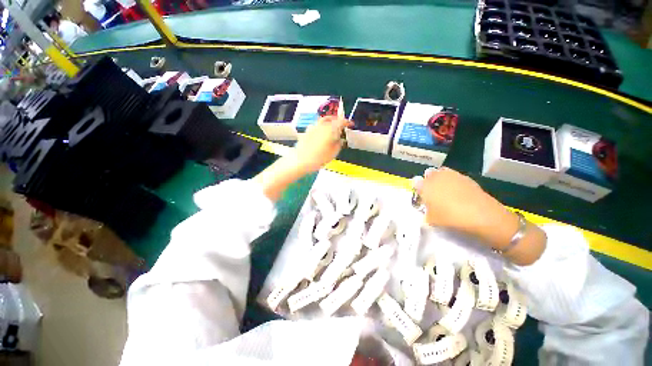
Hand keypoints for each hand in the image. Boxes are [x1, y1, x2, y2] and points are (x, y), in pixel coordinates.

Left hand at [254, 116, 349, 201]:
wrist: (300, 161)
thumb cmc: (318, 158)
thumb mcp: (333, 153)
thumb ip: (338, 144)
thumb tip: (340, 139)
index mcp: (330, 129)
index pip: (340, 121)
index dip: (347, 122)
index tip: (351, 124)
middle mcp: (321, 125)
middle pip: (331, 118)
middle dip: (337, 120)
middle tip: (342, 125)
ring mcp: (312, 127)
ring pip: (323, 120)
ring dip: (329, 122)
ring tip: (333, 128)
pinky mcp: (307, 131)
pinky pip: (317, 125)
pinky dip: (322, 126)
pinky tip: (322, 133)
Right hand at [414, 167, 545, 264]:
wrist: (483, 217)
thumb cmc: (452, 219)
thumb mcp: (432, 220)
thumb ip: (426, 212)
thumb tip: (427, 209)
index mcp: (426, 186)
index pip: (416, 182)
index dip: (417, 188)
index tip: (420, 196)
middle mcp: (437, 177)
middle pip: (428, 173)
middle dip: (428, 180)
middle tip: (432, 192)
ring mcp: (453, 175)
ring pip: (442, 172)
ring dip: (440, 178)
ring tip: (444, 190)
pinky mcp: (467, 178)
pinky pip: (454, 176)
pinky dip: (453, 181)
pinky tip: (458, 192)